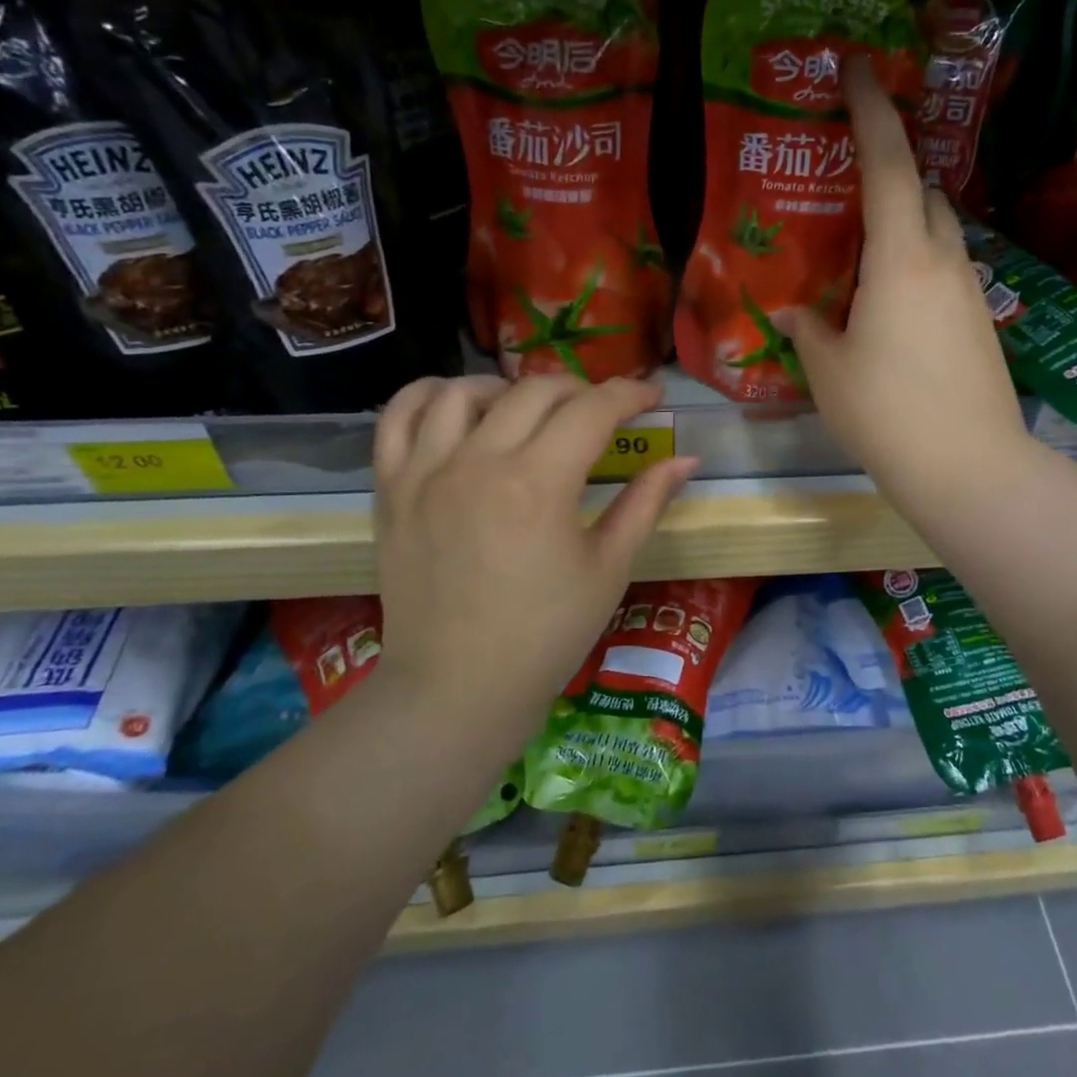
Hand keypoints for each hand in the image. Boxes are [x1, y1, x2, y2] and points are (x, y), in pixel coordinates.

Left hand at [372, 375, 698, 725]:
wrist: (458, 688)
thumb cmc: (546, 635)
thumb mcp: (609, 568)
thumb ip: (646, 503)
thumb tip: (685, 460)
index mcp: (539, 484)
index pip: (592, 409)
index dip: (629, 393)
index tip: (650, 395)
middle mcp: (478, 462)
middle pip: (535, 391)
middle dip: (580, 389)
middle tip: (601, 413)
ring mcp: (426, 472)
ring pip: (465, 391)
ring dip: (508, 389)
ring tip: (529, 412)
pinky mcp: (391, 488)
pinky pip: (399, 417)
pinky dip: (429, 396)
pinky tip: (458, 408)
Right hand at [779, 58, 1029, 503]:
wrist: (968, 467)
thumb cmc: (886, 413)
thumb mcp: (829, 371)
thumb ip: (811, 331)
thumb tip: (796, 312)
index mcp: (901, 258)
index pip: (889, 164)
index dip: (872, 110)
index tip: (858, 67)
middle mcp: (944, 261)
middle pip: (925, 192)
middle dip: (892, 173)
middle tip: (849, 187)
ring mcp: (970, 292)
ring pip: (939, 234)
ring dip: (907, 225)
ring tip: (864, 256)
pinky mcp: (981, 323)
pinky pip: (946, 272)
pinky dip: (919, 267)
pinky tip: (891, 307)